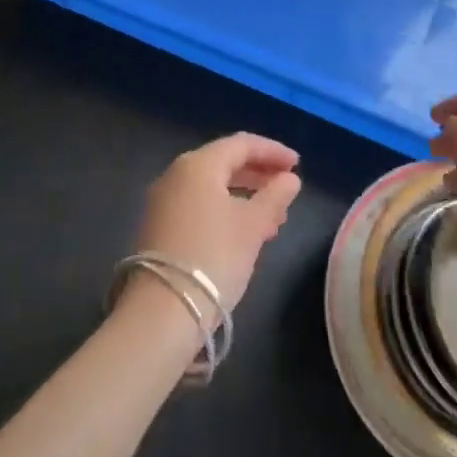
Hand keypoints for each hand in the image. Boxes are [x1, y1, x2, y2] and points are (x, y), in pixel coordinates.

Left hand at [129, 134, 301, 312]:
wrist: (161, 312)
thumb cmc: (213, 258)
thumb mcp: (252, 226)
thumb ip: (274, 197)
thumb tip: (290, 179)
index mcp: (198, 165)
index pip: (241, 144)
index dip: (272, 151)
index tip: (297, 165)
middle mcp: (176, 174)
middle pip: (224, 162)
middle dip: (258, 174)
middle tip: (287, 188)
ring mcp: (163, 201)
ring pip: (212, 187)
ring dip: (245, 195)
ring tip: (274, 218)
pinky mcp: (159, 227)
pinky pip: (199, 205)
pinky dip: (225, 209)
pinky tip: (245, 233)